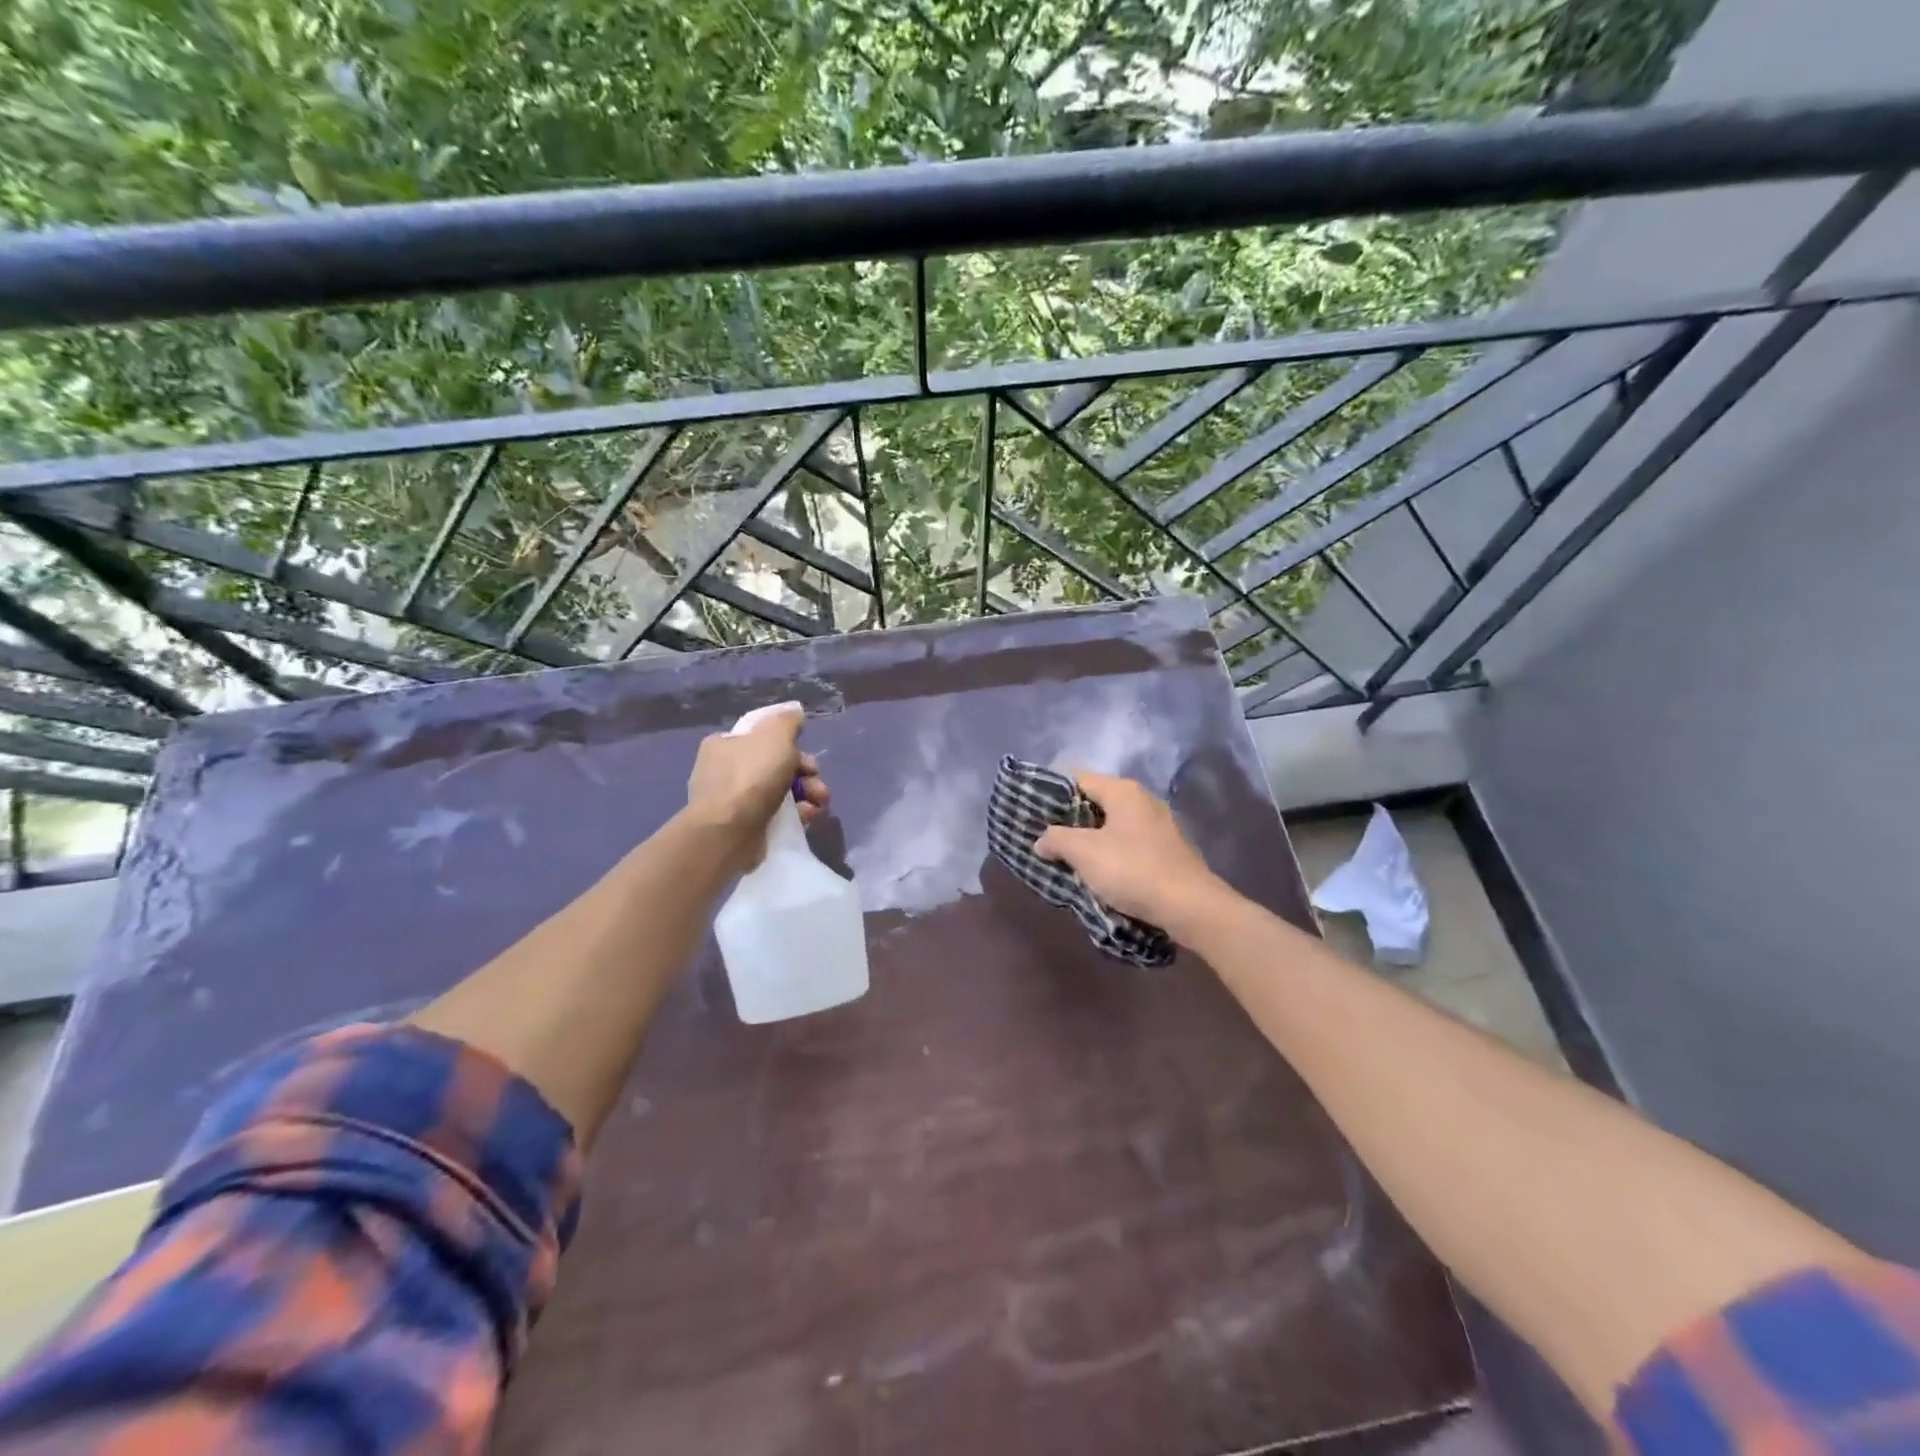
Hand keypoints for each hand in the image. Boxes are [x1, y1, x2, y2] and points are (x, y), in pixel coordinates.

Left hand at [684, 706, 829, 868]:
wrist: (729, 832)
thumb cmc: (751, 777)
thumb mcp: (775, 735)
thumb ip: (787, 721)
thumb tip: (794, 712)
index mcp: (725, 744)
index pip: (763, 738)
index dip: (790, 744)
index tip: (806, 755)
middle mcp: (725, 770)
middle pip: (776, 764)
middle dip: (805, 772)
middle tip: (816, 780)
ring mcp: (733, 801)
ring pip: (780, 790)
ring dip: (807, 793)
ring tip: (819, 801)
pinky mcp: (744, 826)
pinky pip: (776, 814)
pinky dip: (795, 814)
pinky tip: (807, 816)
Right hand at [1035, 772, 1225, 940]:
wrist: (1190, 907)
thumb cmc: (1132, 870)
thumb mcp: (1084, 853)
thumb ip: (1056, 839)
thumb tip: (1042, 840)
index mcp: (1123, 791)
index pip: (1078, 778)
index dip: (1051, 791)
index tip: (1030, 809)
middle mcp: (1142, 801)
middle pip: (1095, 802)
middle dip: (1068, 819)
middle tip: (1043, 836)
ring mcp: (1158, 826)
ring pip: (1111, 825)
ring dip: (1088, 839)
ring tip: (1064, 857)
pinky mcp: (1165, 851)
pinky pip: (1127, 844)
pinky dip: (1108, 853)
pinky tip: (1096, 872)